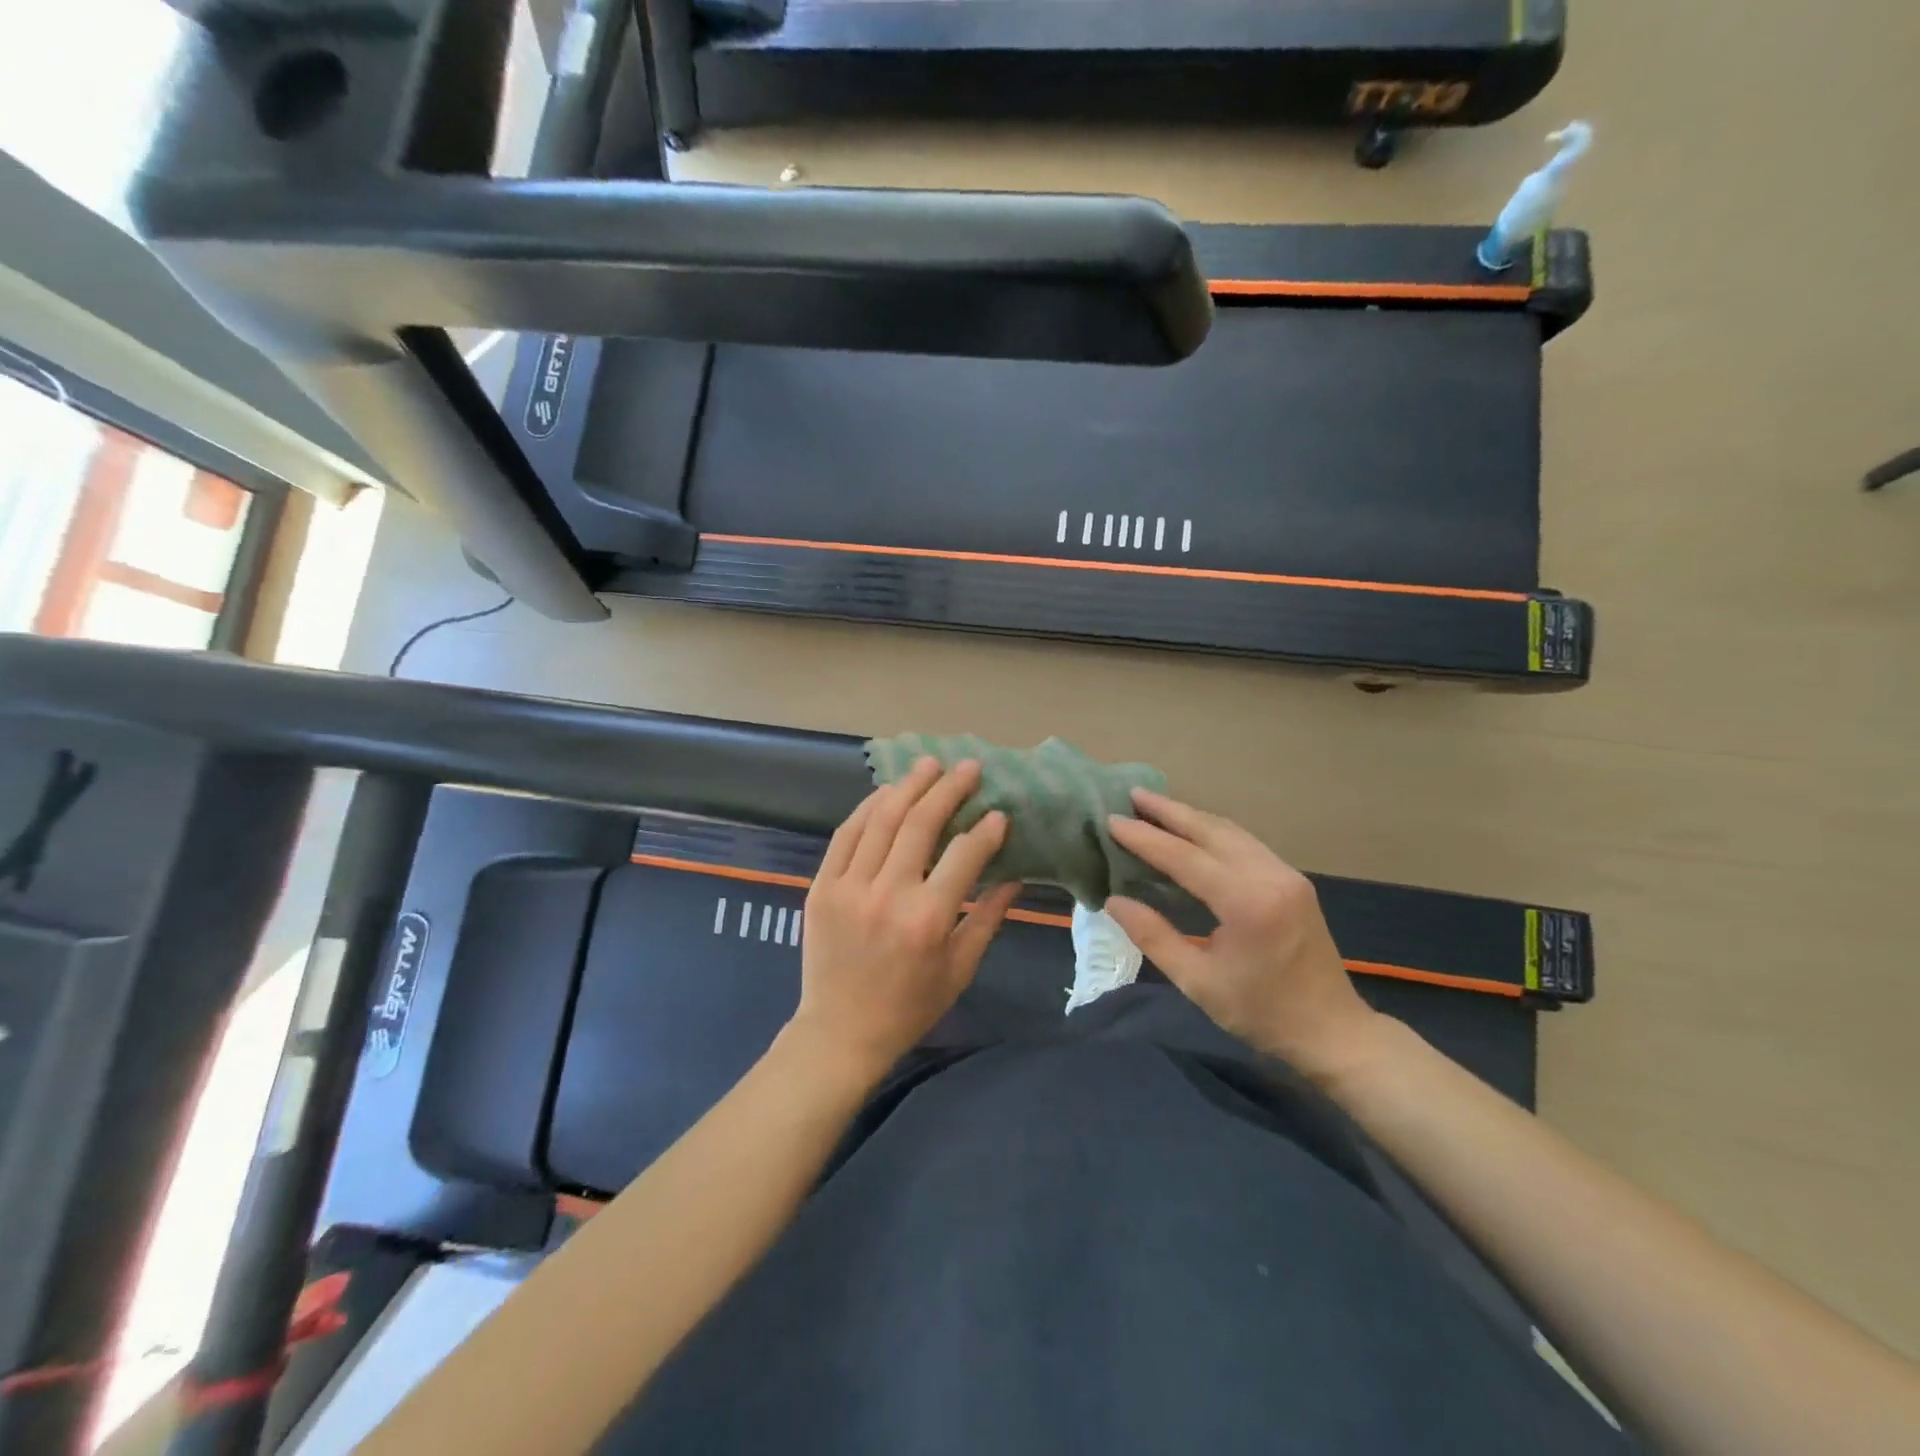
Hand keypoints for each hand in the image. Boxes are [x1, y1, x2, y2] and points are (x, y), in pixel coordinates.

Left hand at [793, 757, 1022, 1079]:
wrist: (840, 1031)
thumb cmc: (909, 1006)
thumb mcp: (959, 969)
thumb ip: (987, 918)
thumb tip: (1015, 876)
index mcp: (927, 919)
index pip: (963, 856)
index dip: (986, 831)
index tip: (999, 814)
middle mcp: (887, 895)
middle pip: (919, 824)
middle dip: (948, 789)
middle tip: (968, 768)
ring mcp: (849, 887)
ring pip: (880, 820)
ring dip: (908, 787)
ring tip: (930, 765)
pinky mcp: (822, 886)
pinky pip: (846, 834)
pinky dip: (867, 808)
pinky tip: (887, 792)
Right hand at [1105, 789, 1385, 1081]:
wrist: (1332, 1031)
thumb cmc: (1261, 1013)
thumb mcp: (1197, 981)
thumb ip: (1153, 936)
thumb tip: (1113, 900)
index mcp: (1247, 903)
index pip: (1185, 858)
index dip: (1145, 838)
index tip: (1112, 820)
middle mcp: (1270, 876)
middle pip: (1211, 831)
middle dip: (1169, 811)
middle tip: (1132, 795)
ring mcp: (1286, 874)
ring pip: (1230, 831)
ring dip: (1191, 816)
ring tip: (1155, 806)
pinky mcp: (1293, 880)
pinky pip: (1245, 842)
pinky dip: (1212, 831)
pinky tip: (1192, 830)